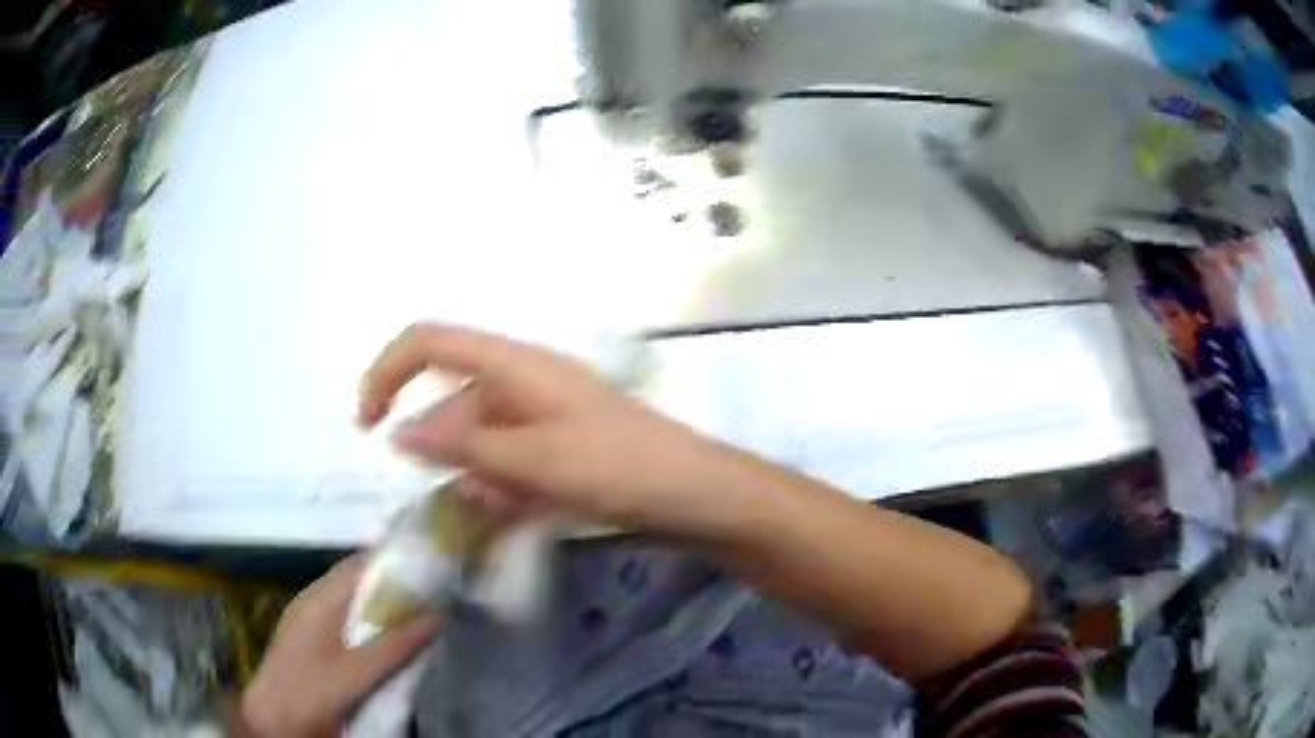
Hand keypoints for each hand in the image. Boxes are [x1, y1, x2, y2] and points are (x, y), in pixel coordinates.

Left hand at [236, 554, 441, 737]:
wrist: (275, 716)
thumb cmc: (313, 690)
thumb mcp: (358, 672)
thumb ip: (395, 644)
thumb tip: (436, 615)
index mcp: (320, 598)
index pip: (360, 565)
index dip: (394, 561)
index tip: (429, 567)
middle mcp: (312, 600)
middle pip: (355, 581)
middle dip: (391, 585)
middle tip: (431, 595)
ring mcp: (307, 619)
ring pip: (349, 601)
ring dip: (379, 605)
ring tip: (415, 615)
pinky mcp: (308, 638)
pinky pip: (342, 618)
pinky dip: (366, 621)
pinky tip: (382, 639)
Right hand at [358, 323, 752, 536]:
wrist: (697, 496)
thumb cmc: (619, 468)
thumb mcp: (532, 460)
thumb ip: (461, 445)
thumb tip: (397, 432)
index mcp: (514, 363)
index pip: (428, 341)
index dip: (387, 372)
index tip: (368, 425)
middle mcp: (522, 380)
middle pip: (452, 399)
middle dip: (443, 448)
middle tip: (464, 493)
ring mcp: (541, 414)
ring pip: (479, 438)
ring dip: (476, 474)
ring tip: (505, 505)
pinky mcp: (557, 446)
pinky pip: (508, 459)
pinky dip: (502, 485)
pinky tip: (519, 510)